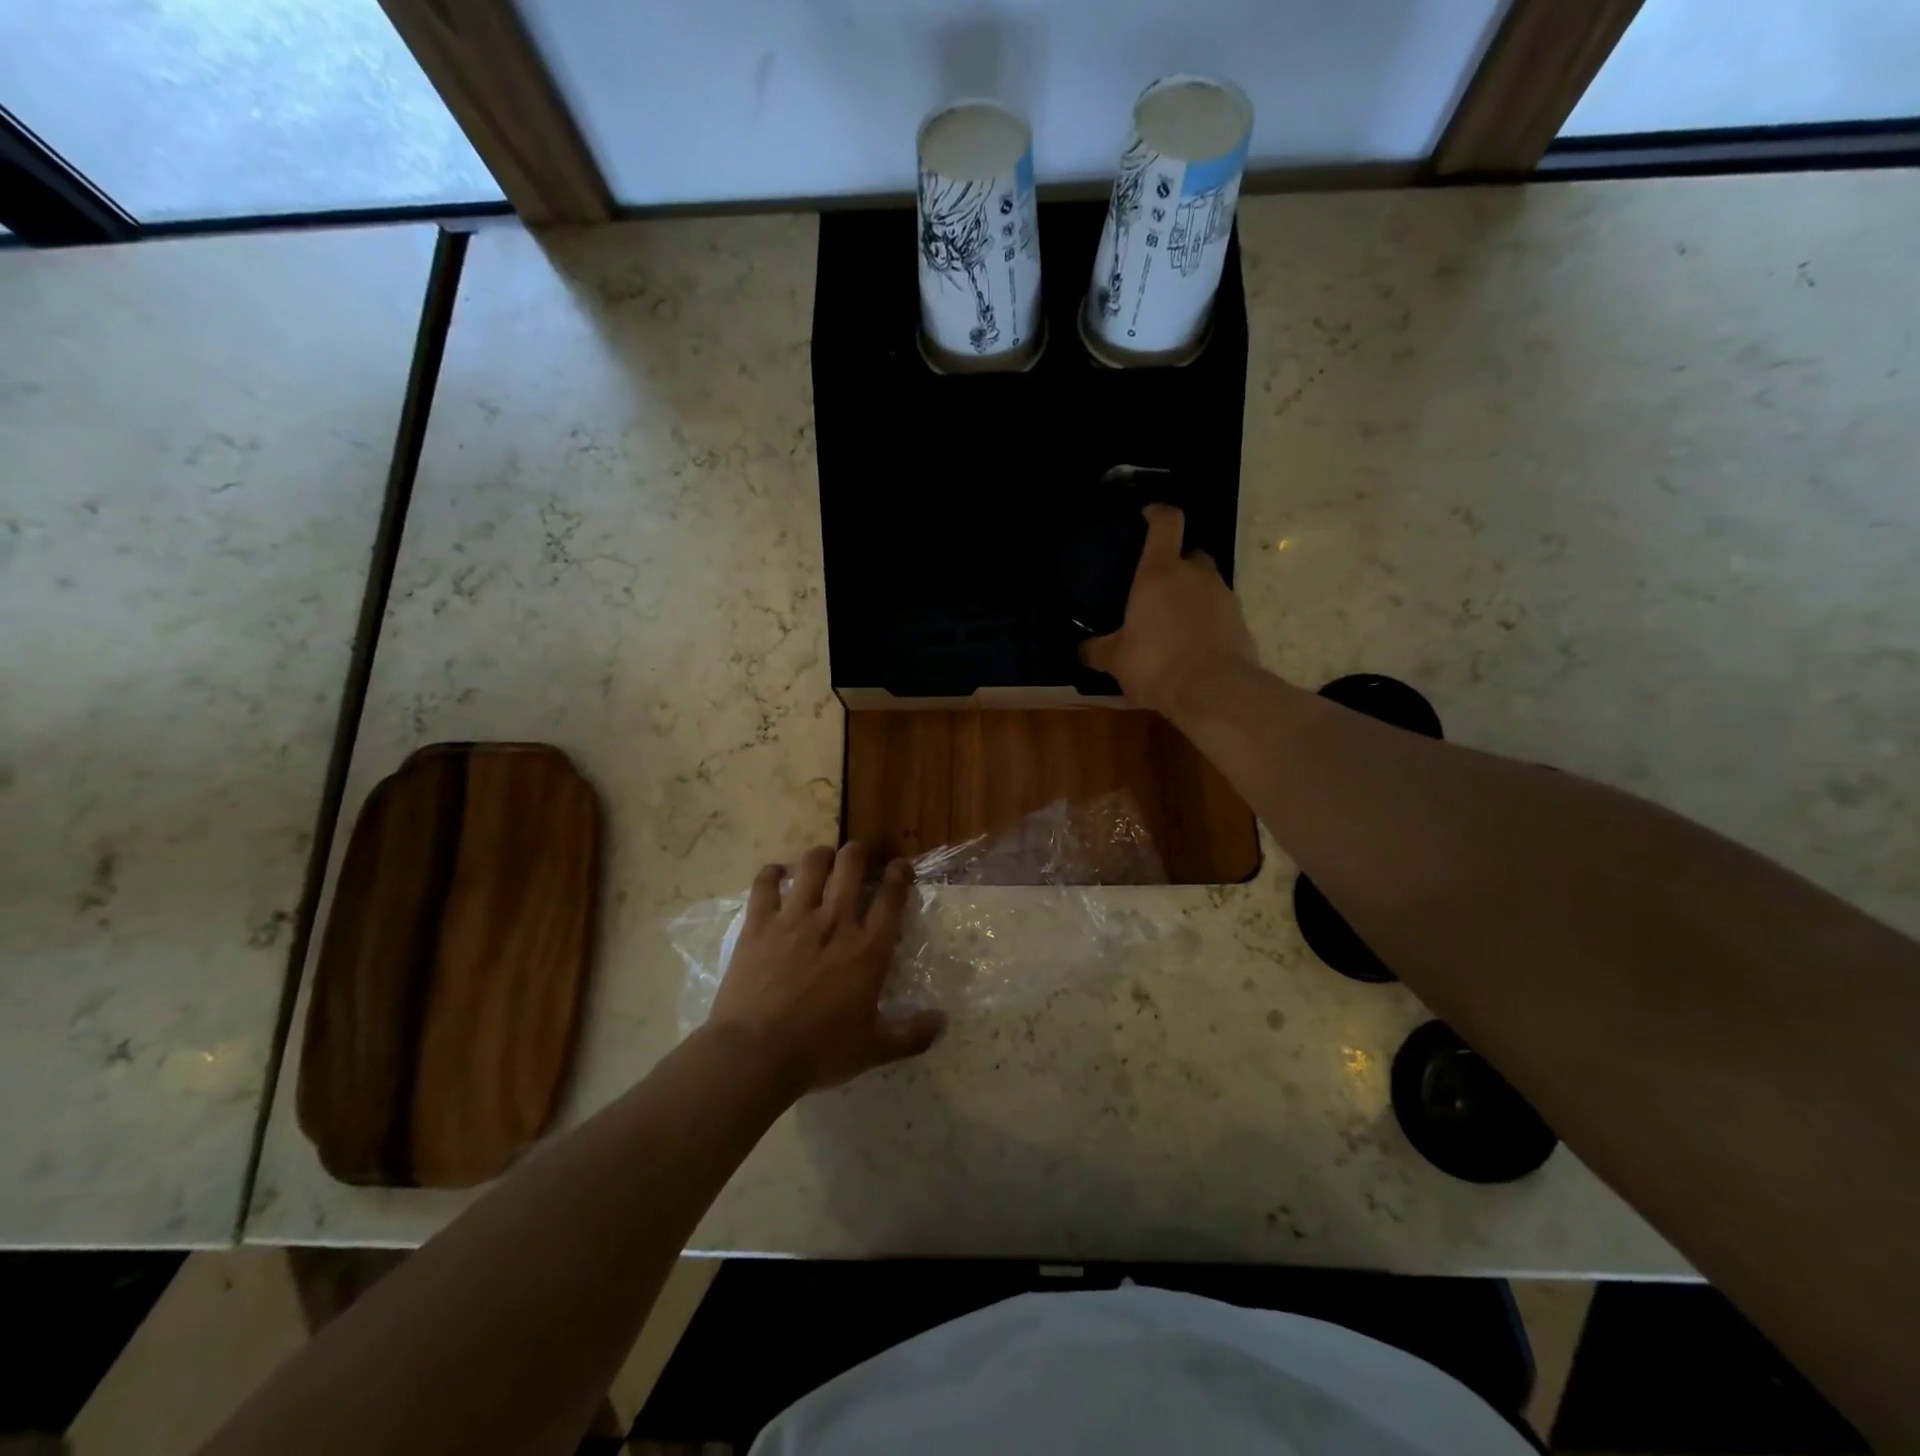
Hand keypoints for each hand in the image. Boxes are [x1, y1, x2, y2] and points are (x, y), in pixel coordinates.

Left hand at [707, 842, 946, 1094]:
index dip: (899, 874)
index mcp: (868, 949)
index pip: (891, 896)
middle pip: (851, 866)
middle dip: (858, 853)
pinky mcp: (759, 923)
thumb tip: (943, 1022)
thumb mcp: (874, 1049)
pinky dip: (771, 873)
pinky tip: (775, 873)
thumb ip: (911, 1035)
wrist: (755, 1053)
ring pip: (811, 865)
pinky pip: (765, 884)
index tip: (900, 866)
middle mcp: (835, 922)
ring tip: (822, 858)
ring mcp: (794, 918)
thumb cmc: (819, 1051)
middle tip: (858, 856)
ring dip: (820, 856)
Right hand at [1080, 504, 1259, 716]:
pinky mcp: (1240, 622)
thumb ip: (1097, 650)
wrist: (1213, 691)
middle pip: (1191, 553)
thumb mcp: (1116, 659)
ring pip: (1207, 583)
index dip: (1157, 513)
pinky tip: (1192, 644)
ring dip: (1192, 594)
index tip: (1147, 516)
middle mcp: (1196, 575)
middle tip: (1157, 585)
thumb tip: (1081, 650)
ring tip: (1173, 620)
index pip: (1167, 522)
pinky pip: (1219, 612)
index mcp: (1160, 572)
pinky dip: (1207, 620)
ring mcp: (1224, 597)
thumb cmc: (1155, 663)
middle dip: (1177, 563)